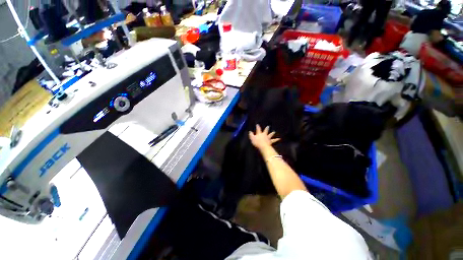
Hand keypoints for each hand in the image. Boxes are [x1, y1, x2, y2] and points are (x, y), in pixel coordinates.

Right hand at [249, 124, 280, 150]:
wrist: (263, 147)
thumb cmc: (257, 142)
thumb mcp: (252, 138)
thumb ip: (251, 135)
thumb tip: (250, 131)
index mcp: (260, 134)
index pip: (258, 129)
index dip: (258, 127)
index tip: (257, 124)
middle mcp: (264, 135)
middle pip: (266, 131)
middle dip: (267, 128)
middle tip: (268, 126)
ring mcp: (268, 138)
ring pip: (270, 135)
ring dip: (272, 133)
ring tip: (274, 132)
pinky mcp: (270, 142)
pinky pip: (274, 140)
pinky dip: (276, 139)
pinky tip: (279, 139)